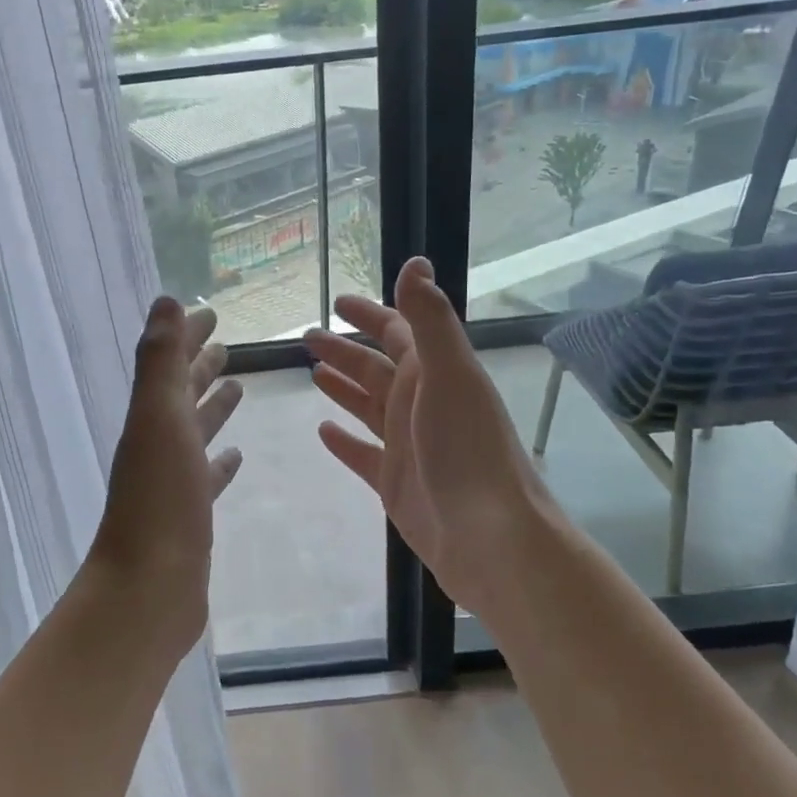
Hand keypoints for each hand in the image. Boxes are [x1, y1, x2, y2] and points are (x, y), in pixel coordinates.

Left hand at [89, 298, 244, 649]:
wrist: (149, 589)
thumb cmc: (160, 499)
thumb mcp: (159, 418)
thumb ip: (162, 360)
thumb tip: (165, 300)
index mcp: (151, 418)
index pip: (171, 364)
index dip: (188, 337)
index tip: (211, 314)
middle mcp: (158, 444)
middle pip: (181, 395)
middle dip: (199, 367)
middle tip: (226, 345)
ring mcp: (173, 482)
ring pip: (195, 433)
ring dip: (212, 409)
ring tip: (236, 389)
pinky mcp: (190, 515)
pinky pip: (206, 478)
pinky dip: (219, 463)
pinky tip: (235, 458)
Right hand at [304, 258, 564, 622]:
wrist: (489, 536)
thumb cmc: (467, 448)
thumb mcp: (448, 373)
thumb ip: (429, 318)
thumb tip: (416, 261)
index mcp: (434, 374)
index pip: (398, 331)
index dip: (370, 314)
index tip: (337, 302)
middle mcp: (420, 403)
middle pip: (376, 367)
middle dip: (344, 350)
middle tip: (307, 338)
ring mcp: (407, 444)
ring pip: (368, 406)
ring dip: (343, 387)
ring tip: (312, 373)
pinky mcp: (395, 482)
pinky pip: (363, 453)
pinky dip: (344, 441)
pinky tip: (323, 431)